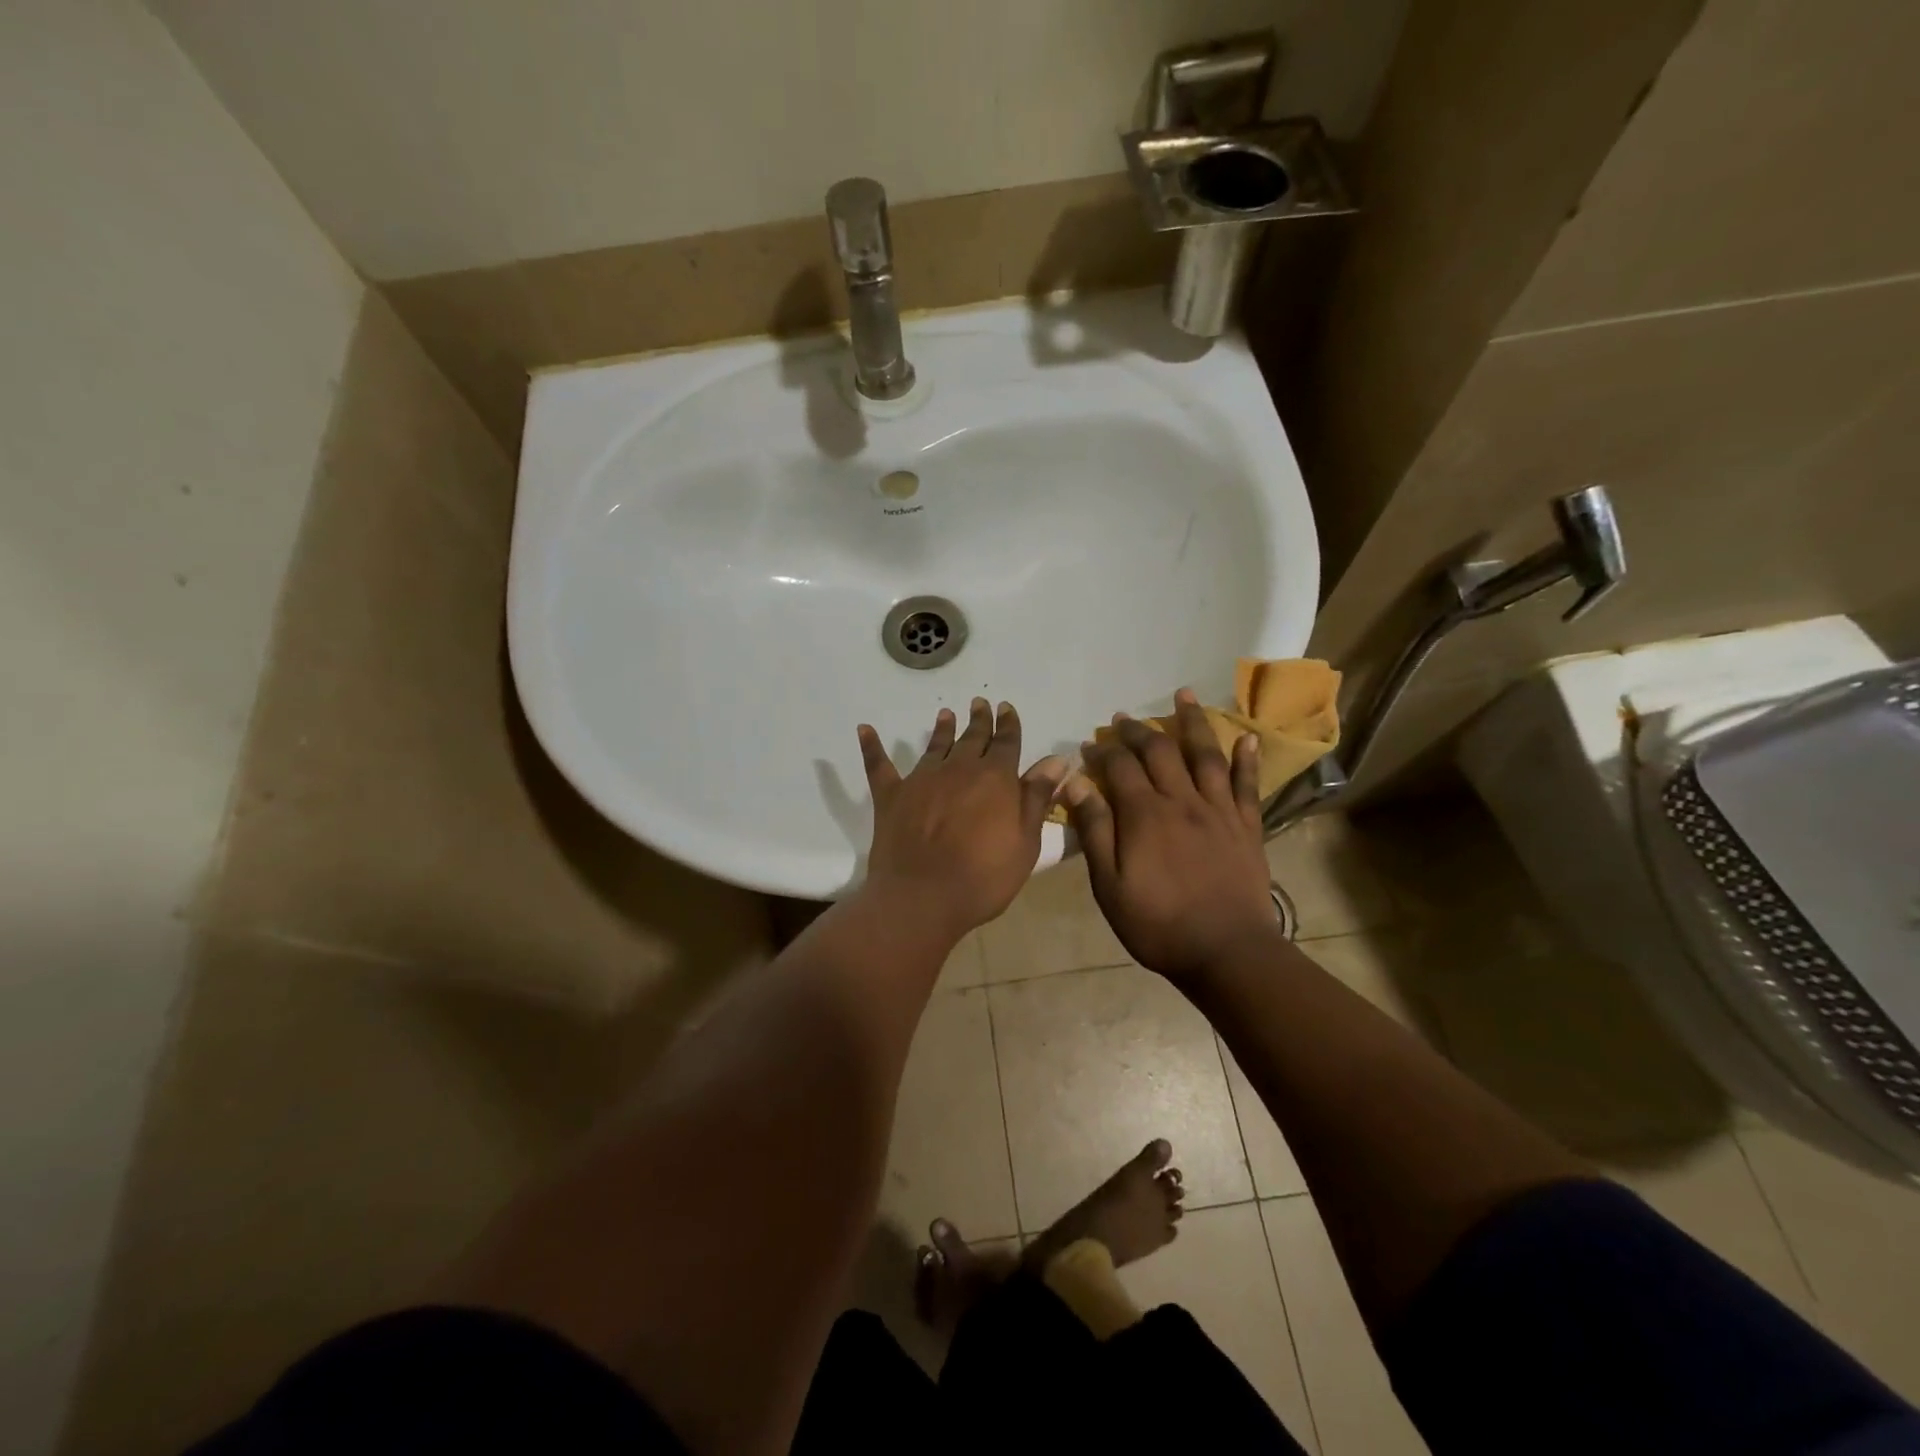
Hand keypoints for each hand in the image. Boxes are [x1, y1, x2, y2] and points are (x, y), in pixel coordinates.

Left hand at [857, 699, 1067, 940]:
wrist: (922, 897)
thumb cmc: (984, 876)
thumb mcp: (1025, 842)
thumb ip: (1037, 797)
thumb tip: (1057, 759)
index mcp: (996, 778)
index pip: (1007, 742)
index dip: (1009, 724)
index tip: (1006, 708)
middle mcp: (959, 768)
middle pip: (973, 737)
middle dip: (980, 720)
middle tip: (980, 703)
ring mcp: (922, 779)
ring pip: (936, 745)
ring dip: (942, 729)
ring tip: (946, 714)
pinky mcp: (891, 795)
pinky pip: (879, 765)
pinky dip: (872, 746)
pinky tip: (864, 730)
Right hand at [1065, 689, 1278, 982]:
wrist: (1226, 952)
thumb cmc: (1158, 924)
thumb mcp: (1110, 885)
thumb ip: (1095, 831)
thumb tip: (1075, 784)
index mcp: (1146, 815)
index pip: (1120, 768)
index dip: (1103, 751)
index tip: (1090, 744)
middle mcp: (1183, 801)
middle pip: (1160, 752)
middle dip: (1139, 730)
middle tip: (1124, 717)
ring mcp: (1219, 811)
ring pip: (1205, 756)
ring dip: (1193, 722)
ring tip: (1185, 694)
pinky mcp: (1247, 826)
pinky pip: (1248, 784)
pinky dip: (1247, 758)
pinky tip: (1246, 736)